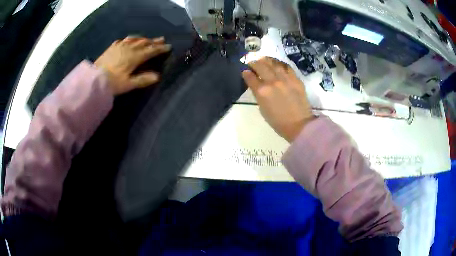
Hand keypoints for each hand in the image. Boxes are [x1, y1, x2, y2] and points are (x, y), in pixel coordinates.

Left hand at [95, 36, 170, 94]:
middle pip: (144, 43)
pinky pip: (123, 40)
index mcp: (134, 57)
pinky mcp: (112, 47)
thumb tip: (157, 76)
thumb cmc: (112, 83)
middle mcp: (129, 49)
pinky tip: (129, 40)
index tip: (168, 46)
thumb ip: (142, 79)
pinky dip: (129, 39)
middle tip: (162, 39)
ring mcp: (120, 46)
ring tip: (148, 39)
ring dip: (143, 39)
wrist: (93, 79)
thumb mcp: (128, 84)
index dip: (160, 49)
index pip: (150, 51)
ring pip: (135, 39)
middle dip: (154, 41)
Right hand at [242, 57, 314, 141]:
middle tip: (252, 62)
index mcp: (262, 92)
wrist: (299, 125)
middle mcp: (272, 82)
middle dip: (254, 63)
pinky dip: (280, 63)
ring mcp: (285, 79)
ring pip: (273, 63)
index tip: (245, 71)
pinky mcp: (295, 79)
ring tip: (263, 59)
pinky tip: (277, 63)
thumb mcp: (262, 109)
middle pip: (260, 66)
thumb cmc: (278, 121)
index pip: (250, 77)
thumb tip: (256, 84)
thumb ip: (258, 94)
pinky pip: (286, 67)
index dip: (246, 73)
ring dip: (266, 60)